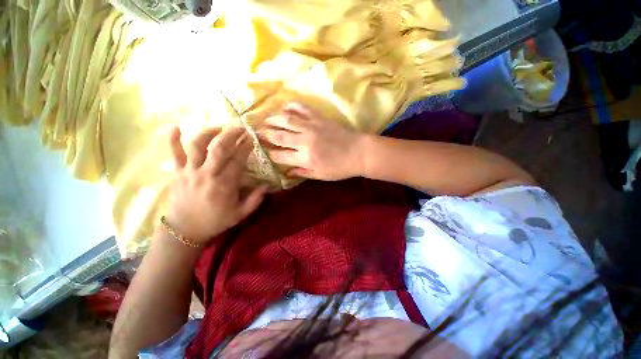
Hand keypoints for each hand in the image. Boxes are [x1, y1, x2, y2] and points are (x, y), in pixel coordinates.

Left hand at [164, 126, 266, 244]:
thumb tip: (267, 186)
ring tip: (218, 128)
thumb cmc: (215, 221)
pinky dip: (172, 140)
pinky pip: (173, 154)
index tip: (251, 139)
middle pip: (219, 148)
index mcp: (225, 185)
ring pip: (197, 146)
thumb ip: (255, 200)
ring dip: (208, 133)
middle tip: (239, 127)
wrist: (184, 230)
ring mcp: (190, 172)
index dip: (245, 147)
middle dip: (231, 134)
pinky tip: (175, 127)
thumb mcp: (240, 214)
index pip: (237, 160)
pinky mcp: (177, 173)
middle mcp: (207, 174)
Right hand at [259, 103, 366, 180]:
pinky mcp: (319, 118)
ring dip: (272, 118)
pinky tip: (284, 107)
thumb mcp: (320, 175)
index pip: (279, 155)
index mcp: (305, 158)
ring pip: (286, 120)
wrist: (359, 153)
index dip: (269, 153)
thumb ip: (302, 173)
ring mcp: (311, 127)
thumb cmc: (340, 168)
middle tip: (255, 132)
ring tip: (264, 119)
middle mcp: (304, 141)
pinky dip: (292, 106)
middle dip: (264, 134)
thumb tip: (287, 172)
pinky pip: (302, 108)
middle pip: (278, 135)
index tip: (262, 151)